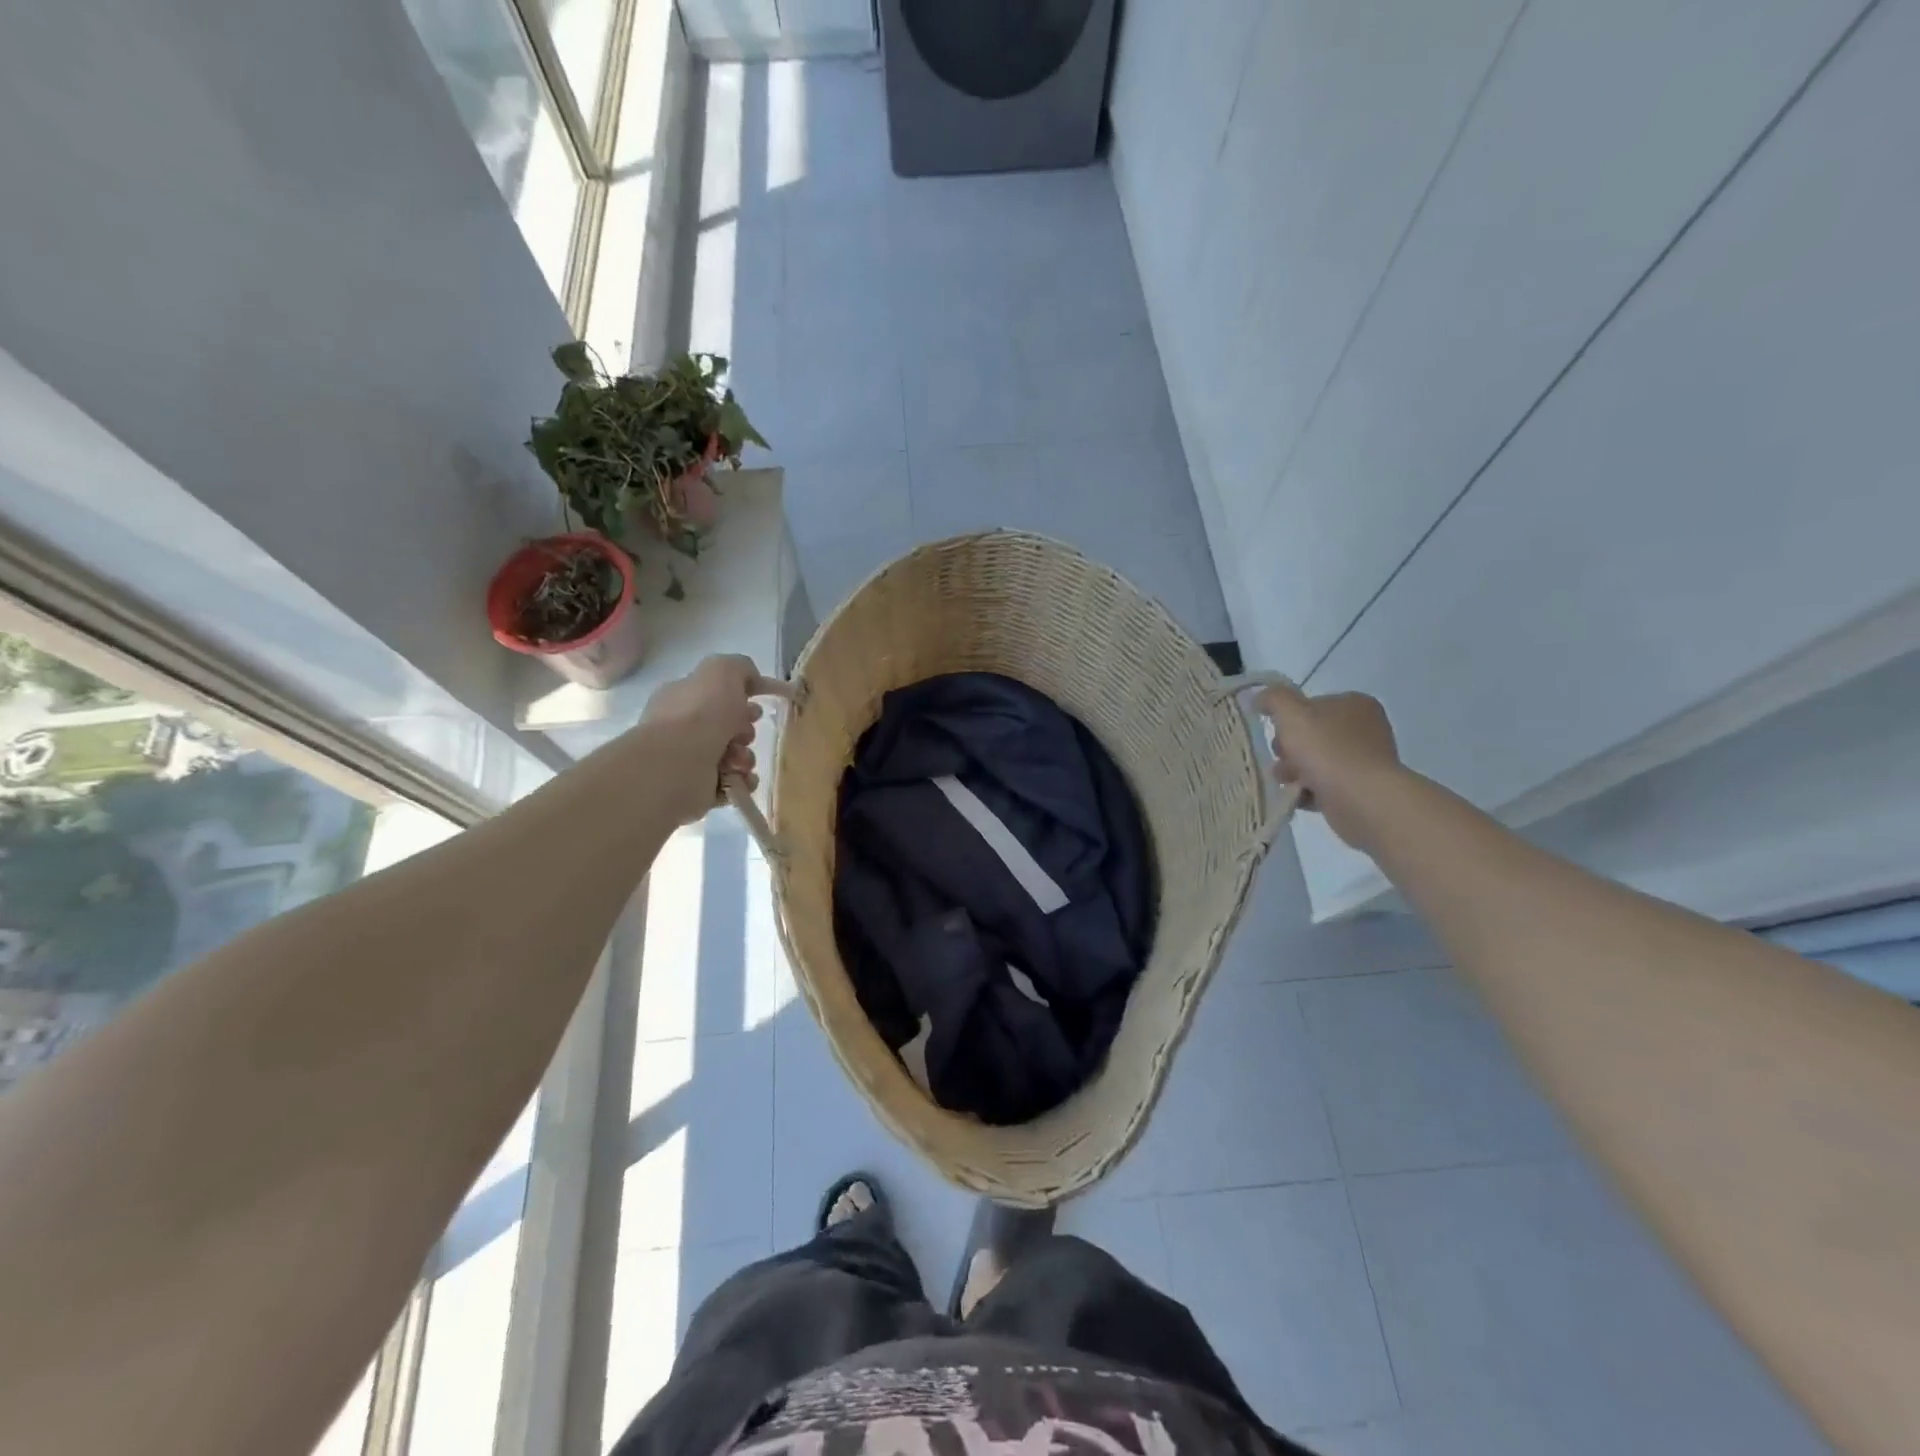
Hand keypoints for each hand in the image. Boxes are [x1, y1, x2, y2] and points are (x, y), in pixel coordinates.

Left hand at [640, 655, 789, 823]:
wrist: (678, 764)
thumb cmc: (700, 713)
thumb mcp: (723, 670)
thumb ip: (740, 667)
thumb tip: (751, 679)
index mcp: (684, 697)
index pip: (717, 693)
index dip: (743, 696)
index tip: (763, 702)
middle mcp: (683, 728)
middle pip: (729, 726)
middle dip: (746, 730)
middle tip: (745, 733)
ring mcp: (689, 760)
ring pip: (735, 755)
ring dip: (746, 757)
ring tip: (738, 760)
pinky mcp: (699, 789)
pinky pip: (733, 783)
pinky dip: (742, 780)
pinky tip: (740, 777)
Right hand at [1253, 679, 1402, 851]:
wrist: (1362, 799)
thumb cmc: (1327, 750)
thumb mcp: (1292, 714)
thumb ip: (1274, 699)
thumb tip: (1260, 698)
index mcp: (1354, 704)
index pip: (1310, 706)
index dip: (1288, 721)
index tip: (1278, 735)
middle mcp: (1365, 728)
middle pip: (1311, 735)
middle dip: (1290, 751)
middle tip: (1283, 762)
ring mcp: (1365, 760)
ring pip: (1316, 761)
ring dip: (1296, 772)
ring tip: (1290, 783)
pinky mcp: (1363, 788)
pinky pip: (1326, 785)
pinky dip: (1310, 791)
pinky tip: (1301, 797)